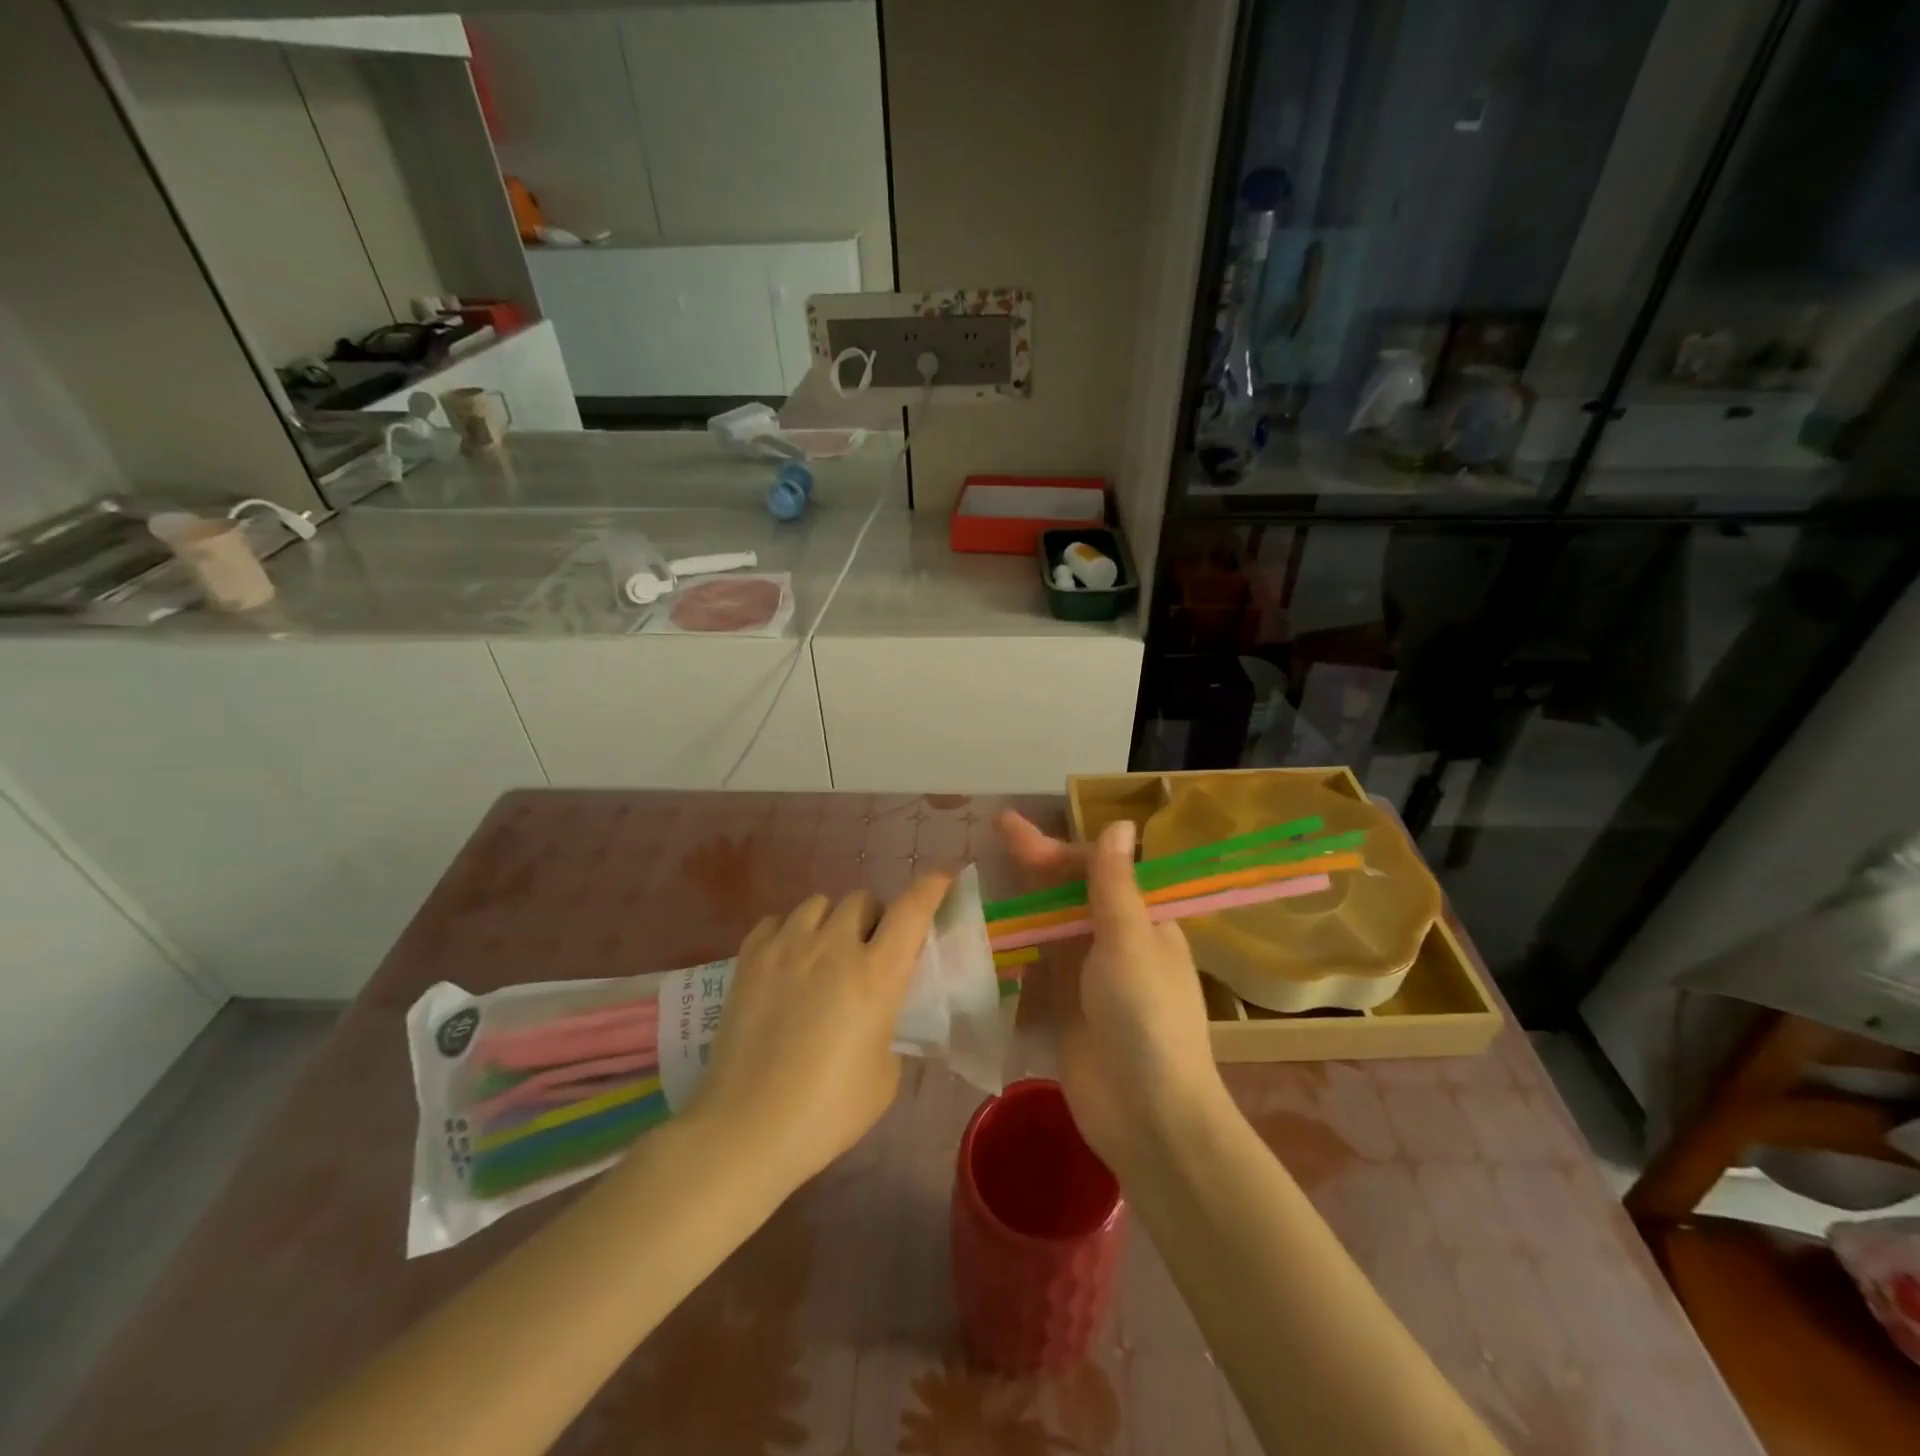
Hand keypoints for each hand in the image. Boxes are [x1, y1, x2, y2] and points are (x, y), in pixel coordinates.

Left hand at [689, 875, 951, 1192]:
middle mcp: (833, 947)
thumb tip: (878, 1012)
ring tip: (823, 956)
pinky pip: (777, 921)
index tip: (942, 877)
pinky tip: (786, 963)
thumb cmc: (827, 1111)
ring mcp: (787, 947)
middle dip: (873, 920)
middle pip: (862, 900)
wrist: (745, 1130)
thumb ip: (889, 1027)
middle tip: (868, 954)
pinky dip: (789, 933)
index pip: (912, 910)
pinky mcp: (749, 958)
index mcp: (876, 975)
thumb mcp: (885, 1075)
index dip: (931, 886)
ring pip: (819, 904)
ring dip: (831, 923)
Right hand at [997, 812, 1227, 1171]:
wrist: (1149, 1116)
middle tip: (995, 834)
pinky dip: (1014, 951)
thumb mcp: (1130, 942)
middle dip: (1032, 866)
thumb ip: (1114, 884)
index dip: (1054, 849)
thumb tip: (1120, 821)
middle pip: (1067, 895)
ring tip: (982, 882)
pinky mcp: (1064, 1010)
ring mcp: (1087, 978)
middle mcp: (1114, 943)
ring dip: (1020, 905)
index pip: (1094, 870)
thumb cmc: (1146, 1018)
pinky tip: (985, 938)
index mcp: (1141, 921)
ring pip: (1048, 928)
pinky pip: (1036, 969)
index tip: (1012, 832)